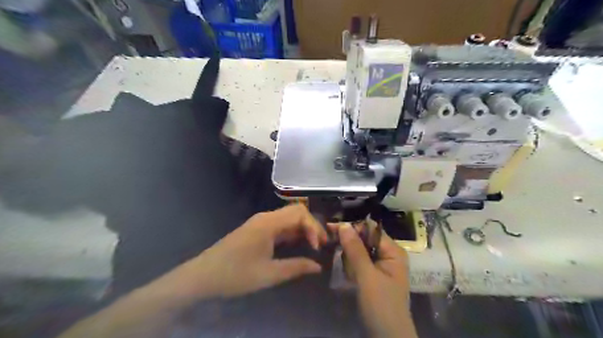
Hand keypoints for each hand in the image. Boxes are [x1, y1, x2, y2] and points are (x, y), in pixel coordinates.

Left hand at [179, 203, 327, 298]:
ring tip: (313, 246)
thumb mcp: (269, 274)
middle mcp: (266, 217)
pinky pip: (280, 225)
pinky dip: (292, 233)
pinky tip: (297, 245)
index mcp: (269, 223)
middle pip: (296, 212)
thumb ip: (296, 267)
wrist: (203, 276)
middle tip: (320, 245)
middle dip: (312, 226)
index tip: (318, 248)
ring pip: (288, 218)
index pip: (300, 214)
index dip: (314, 228)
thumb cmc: (236, 274)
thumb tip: (318, 266)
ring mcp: (260, 222)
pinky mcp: (257, 229)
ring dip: (303, 229)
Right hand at [337, 224, 417, 335]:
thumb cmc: (381, 306)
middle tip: (335, 251)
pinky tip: (350, 278)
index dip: (351, 228)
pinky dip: (351, 267)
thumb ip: (355, 250)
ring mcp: (381, 266)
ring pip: (359, 252)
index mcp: (393, 251)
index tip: (331, 228)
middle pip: (364, 240)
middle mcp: (388, 255)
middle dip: (349, 246)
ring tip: (349, 274)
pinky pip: (359, 263)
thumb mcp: (367, 276)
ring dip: (349, 259)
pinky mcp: (373, 276)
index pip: (370, 230)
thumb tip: (344, 224)